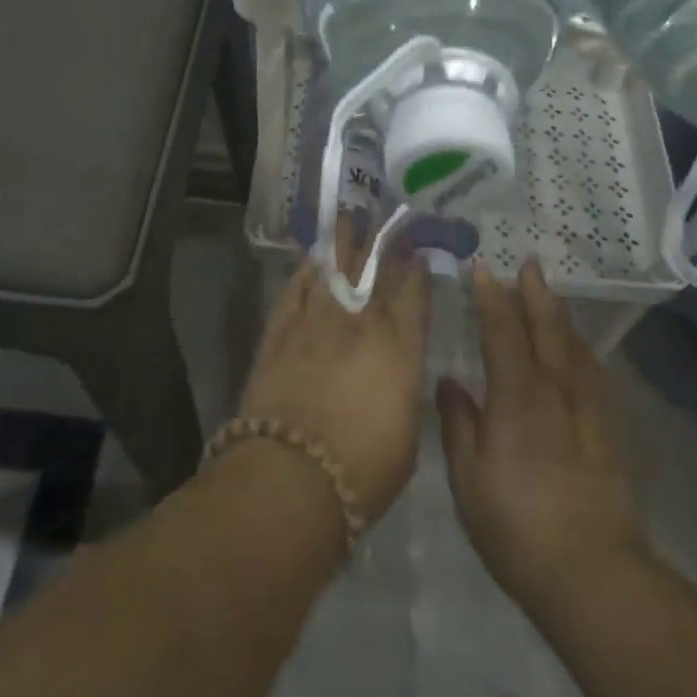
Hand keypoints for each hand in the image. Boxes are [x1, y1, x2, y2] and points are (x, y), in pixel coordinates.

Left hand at [236, 214, 430, 523]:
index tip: (416, 251)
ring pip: (332, 270)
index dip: (415, 268)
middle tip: (382, 219)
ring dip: (341, 244)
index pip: (412, 293)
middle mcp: (359, 323)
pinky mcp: (279, 333)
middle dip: (380, 243)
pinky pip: (295, 292)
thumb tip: (397, 370)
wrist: (291, 478)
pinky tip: (311, 262)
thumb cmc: (363, 471)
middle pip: (372, 271)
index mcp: (399, 347)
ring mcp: (316, 322)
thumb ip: (403, 389)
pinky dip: (304, 274)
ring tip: (347, 219)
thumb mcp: (407, 435)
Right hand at [437, 259, 645, 615]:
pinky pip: (593, 372)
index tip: (483, 267)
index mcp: (517, 394)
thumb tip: (450, 380)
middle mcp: (555, 388)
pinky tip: (580, 351)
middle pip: (546, 327)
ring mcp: (586, 409)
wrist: (592, 572)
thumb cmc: (516, 524)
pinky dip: (581, 349)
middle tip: (529, 262)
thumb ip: (458, 423)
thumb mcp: (468, 478)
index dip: (492, 296)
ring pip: (574, 346)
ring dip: (559, 314)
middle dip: (535, 292)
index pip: (502, 329)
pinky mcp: (608, 430)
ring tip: (551, 295)